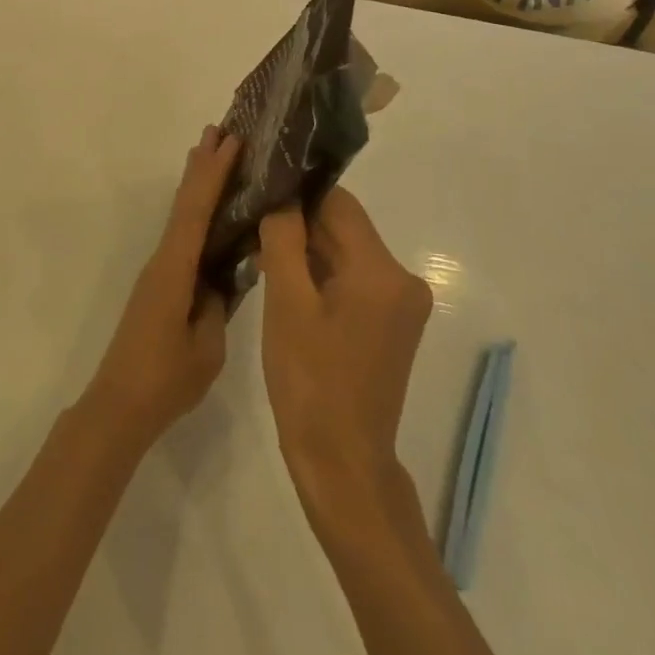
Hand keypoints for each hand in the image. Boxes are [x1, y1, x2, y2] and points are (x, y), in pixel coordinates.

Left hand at [82, 126, 241, 449]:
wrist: (119, 404)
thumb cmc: (165, 379)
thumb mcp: (206, 346)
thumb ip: (217, 304)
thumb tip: (222, 274)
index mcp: (174, 269)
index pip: (196, 210)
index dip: (214, 174)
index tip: (231, 140)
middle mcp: (163, 259)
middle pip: (183, 202)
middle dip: (202, 165)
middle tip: (220, 129)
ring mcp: (159, 270)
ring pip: (180, 215)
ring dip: (196, 182)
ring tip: (212, 152)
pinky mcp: (160, 284)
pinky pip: (180, 234)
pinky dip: (193, 210)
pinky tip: (205, 211)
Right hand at [258, 189, 432, 509]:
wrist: (341, 462)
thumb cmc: (310, 381)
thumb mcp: (287, 303)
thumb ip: (284, 239)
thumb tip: (281, 197)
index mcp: (382, 272)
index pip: (339, 204)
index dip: (298, 193)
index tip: (260, 192)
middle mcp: (402, 280)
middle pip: (344, 228)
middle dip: (299, 223)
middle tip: (252, 222)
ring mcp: (399, 305)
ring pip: (345, 253)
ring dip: (306, 249)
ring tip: (259, 250)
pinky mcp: (390, 324)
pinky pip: (351, 279)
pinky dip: (320, 275)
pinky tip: (283, 281)